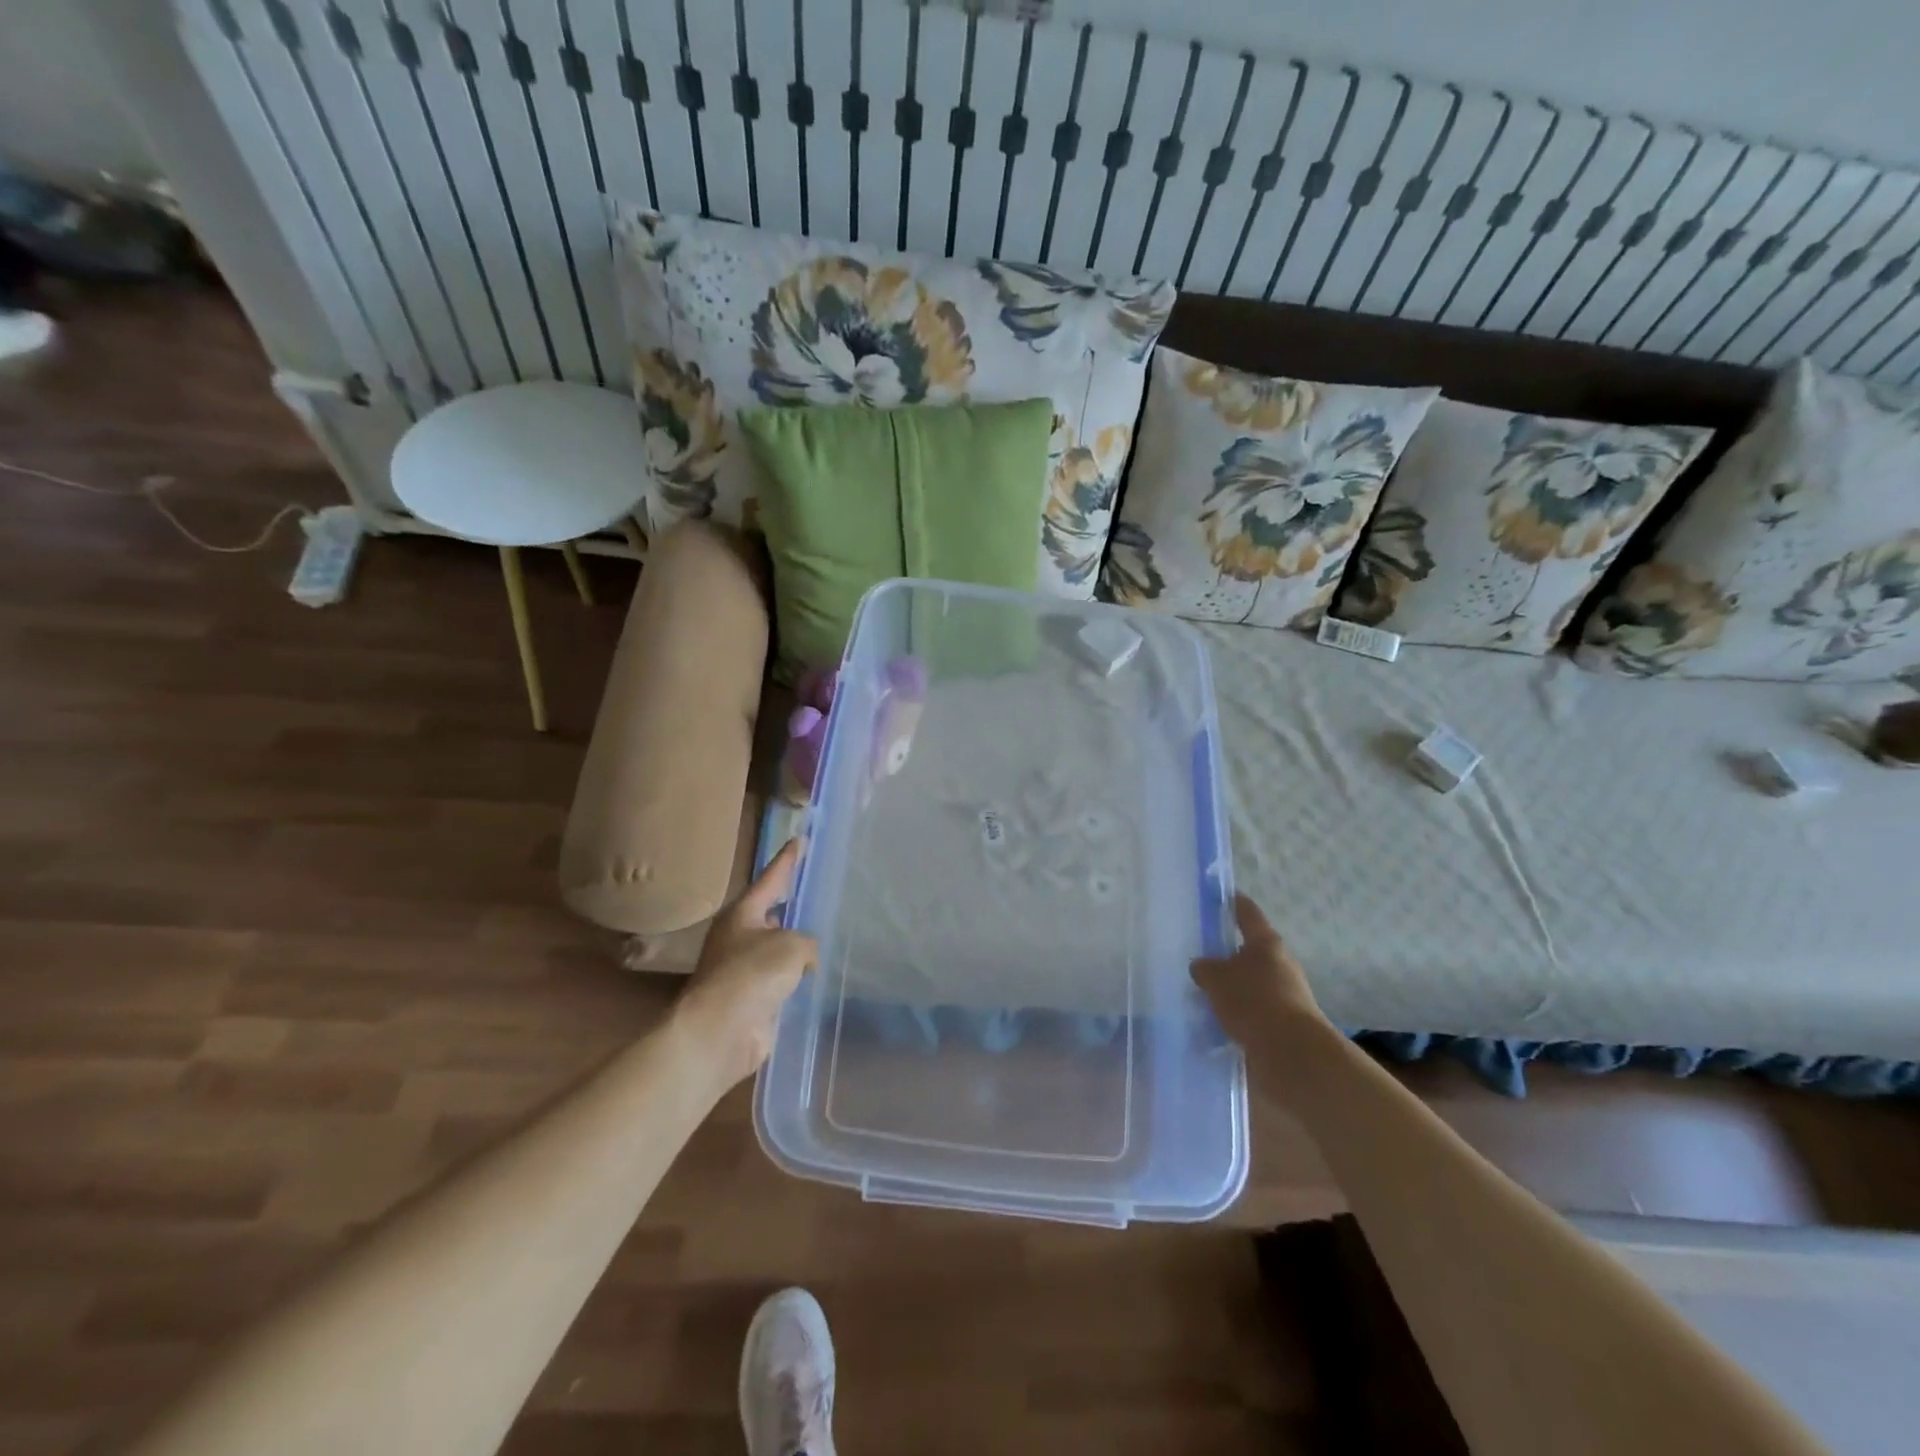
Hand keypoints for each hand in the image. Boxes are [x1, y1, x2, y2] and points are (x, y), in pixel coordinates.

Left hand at [672, 839, 817, 1088]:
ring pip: (777, 951)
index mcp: (742, 914)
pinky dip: (796, 981)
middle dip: (790, 908)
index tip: (798, 840)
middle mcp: (739, 938)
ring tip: (826, 938)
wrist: (719, 1033)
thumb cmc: (751, 975)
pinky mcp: (751, 1001)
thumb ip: (805, 943)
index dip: (786, 860)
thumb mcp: (790, 945)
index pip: (770, 879)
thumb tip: (803, 960)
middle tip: (816, 895)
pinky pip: (781, 982)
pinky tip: (817, 980)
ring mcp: (742, 971)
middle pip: (771, 915)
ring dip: (796, 949)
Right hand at [1191, 895, 1325, 1051]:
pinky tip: (1215, 1020)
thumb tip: (1202, 967)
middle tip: (1199, 954)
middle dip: (1227, 953)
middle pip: (1250, 951)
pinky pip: (1253, 1011)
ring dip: (1232, 987)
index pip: (1247, 913)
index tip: (1220, 895)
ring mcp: (1285, 995)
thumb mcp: (1216, 978)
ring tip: (1201, 993)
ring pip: (1251, 983)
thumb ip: (1204, 968)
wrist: (1291, 1054)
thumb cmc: (1253, 1001)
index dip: (1233, 902)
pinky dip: (1237, 1013)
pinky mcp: (1283, 1024)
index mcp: (1266, 943)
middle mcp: (1280, 964)